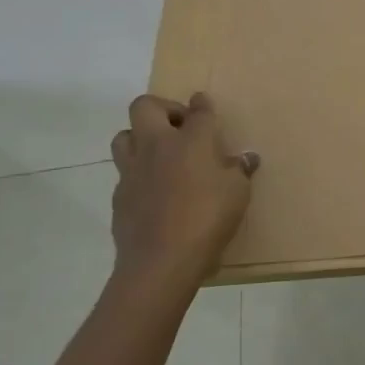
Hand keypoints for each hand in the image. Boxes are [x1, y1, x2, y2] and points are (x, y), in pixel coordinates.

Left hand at [109, 92, 257, 294]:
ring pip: (124, 136)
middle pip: (145, 106)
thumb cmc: (207, 219)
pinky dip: (138, 174)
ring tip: (160, 154)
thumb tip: (245, 159)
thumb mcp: (238, 193)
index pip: (198, 111)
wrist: (161, 261)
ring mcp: (132, 171)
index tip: (203, 102)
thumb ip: (239, 171)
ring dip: (140, 137)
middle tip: (180, 126)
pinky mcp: (118, 196)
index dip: (202, 104)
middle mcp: (157, 146)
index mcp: (191, 141)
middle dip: (163, 108)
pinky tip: (154, 191)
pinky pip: (124, 173)